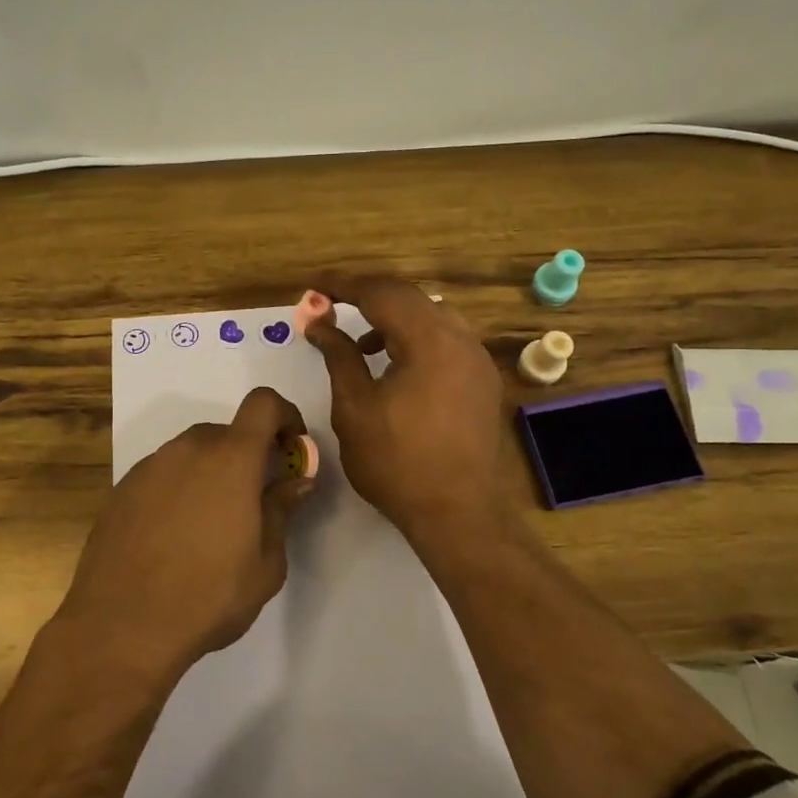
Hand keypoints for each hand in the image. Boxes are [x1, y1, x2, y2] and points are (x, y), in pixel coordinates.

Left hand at [56, 387, 315, 682]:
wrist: (121, 626)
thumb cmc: (208, 596)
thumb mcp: (265, 563)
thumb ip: (282, 510)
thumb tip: (298, 480)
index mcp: (230, 459)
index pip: (263, 404)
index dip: (285, 416)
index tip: (292, 448)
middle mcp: (187, 450)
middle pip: (227, 432)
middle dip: (248, 455)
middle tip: (255, 500)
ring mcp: (149, 467)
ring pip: (192, 454)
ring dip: (211, 473)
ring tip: (211, 526)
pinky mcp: (122, 490)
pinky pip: (163, 475)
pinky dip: (179, 490)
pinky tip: (174, 537)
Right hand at [305, 279, 509, 541]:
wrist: (457, 512)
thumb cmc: (397, 462)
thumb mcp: (355, 407)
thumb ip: (339, 355)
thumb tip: (319, 322)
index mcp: (429, 340)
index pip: (381, 293)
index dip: (343, 285)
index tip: (314, 285)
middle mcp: (461, 339)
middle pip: (410, 298)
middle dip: (369, 297)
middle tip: (333, 306)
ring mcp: (478, 360)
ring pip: (432, 317)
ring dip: (395, 320)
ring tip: (364, 346)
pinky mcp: (483, 381)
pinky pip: (448, 341)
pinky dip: (418, 340)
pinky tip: (397, 369)